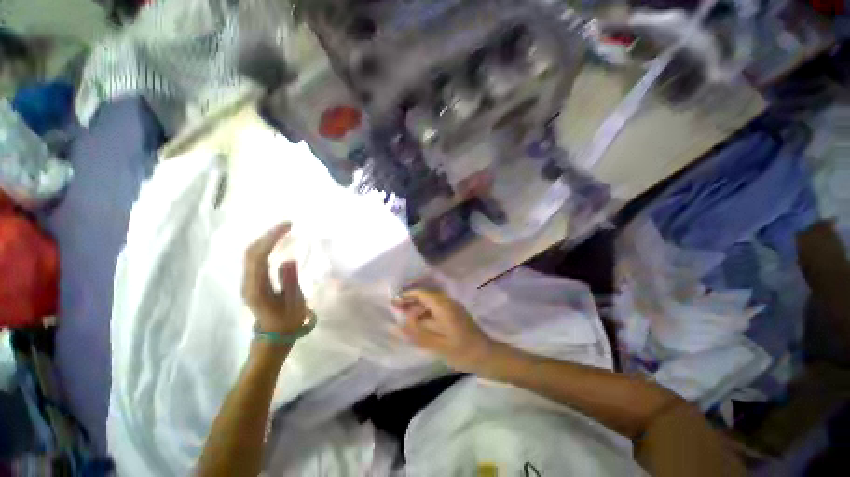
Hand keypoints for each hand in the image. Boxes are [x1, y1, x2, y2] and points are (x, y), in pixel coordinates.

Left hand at [242, 222, 307, 335]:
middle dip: (268, 235)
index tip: (288, 227)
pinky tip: (276, 242)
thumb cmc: (287, 321)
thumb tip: (288, 259)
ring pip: (251, 254)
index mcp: (257, 288)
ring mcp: (248, 281)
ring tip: (283, 230)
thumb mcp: (294, 302)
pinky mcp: (252, 281)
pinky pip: (255, 258)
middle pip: (251, 252)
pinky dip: (265, 246)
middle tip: (287, 225)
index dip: (272, 239)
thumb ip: (290, 281)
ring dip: (265, 239)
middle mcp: (248, 282)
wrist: (274, 336)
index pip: (259, 257)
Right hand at [393, 289, 495, 372]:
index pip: (422, 293)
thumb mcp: (437, 346)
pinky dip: (426, 313)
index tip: (394, 302)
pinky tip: (420, 323)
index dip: (407, 295)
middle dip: (411, 301)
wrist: (488, 356)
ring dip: (418, 307)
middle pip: (426, 295)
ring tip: (405, 317)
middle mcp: (448, 302)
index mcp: (444, 306)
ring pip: (431, 302)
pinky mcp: (455, 314)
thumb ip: (416, 335)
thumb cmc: (463, 352)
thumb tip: (396, 326)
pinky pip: (437, 308)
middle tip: (396, 309)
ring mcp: (453, 308)